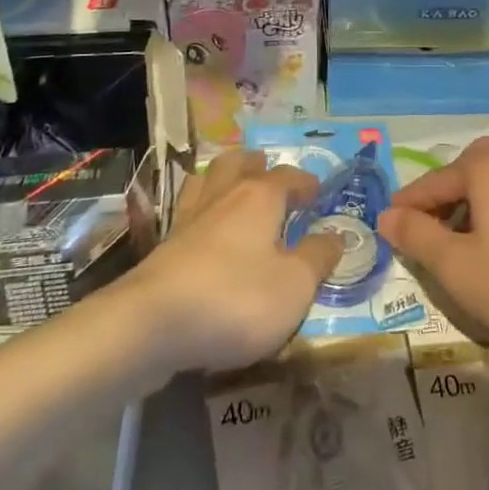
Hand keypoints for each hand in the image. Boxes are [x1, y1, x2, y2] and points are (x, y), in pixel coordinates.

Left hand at [129, 150, 343, 372]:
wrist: (152, 325)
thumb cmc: (236, 299)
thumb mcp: (294, 285)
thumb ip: (317, 258)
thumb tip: (336, 235)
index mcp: (259, 197)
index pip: (287, 177)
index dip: (304, 183)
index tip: (316, 192)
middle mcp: (223, 197)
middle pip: (237, 164)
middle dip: (254, 164)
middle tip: (266, 169)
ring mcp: (188, 220)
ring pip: (205, 182)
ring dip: (221, 179)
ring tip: (231, 189)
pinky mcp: (163, 248)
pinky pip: (186, 213)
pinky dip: (200, 212)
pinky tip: (203, 229)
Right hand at [376, 136, 488, 350]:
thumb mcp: (456, 265)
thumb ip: (416, 236)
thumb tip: (386, 215)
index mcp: (484, 164)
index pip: (431, 183)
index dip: (406, 208)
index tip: (388, 229)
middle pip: (462, 181)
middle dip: (440, 209)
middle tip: (424, 241)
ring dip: (470, 216)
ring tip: (460, 251)